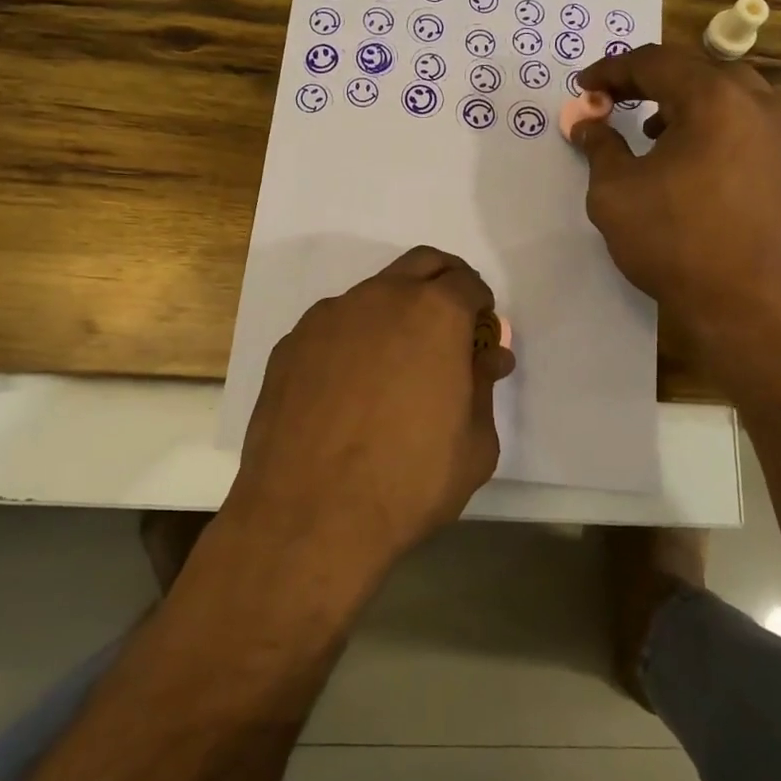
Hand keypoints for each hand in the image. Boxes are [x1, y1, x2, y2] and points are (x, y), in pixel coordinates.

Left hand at [226, 246, 514, 579]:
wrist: (309, 516)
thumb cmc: (409, 481)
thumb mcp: (475, 443)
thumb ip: (483, 386)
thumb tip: (488, 356)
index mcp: (434, 313)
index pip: (467, 282)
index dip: (480, 306)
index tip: (479, 335)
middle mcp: (380, 298)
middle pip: (421, 264)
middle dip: (443, 284)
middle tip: (449, 328)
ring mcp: (329, 317)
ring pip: (373, 294)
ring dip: (394, 313)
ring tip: (393, 367)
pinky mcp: (291, 343)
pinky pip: (334, 327)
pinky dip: (352, 340)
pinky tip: (348, 389)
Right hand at [571, 44, 780, 363]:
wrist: (748, 305)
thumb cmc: (674, 242)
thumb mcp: (615, 192)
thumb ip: (599, 147)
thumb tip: (587, 123)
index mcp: (715, 99)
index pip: (656, 62)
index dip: (613, 69)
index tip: (585, 87)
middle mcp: (759, 104)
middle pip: (698, 70)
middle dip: (652, 82)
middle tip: (617, 102)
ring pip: (730, 96)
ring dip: (686, 103)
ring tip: (653, 134)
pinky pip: (750, 125)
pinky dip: (716, 127)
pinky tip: (694, 163)